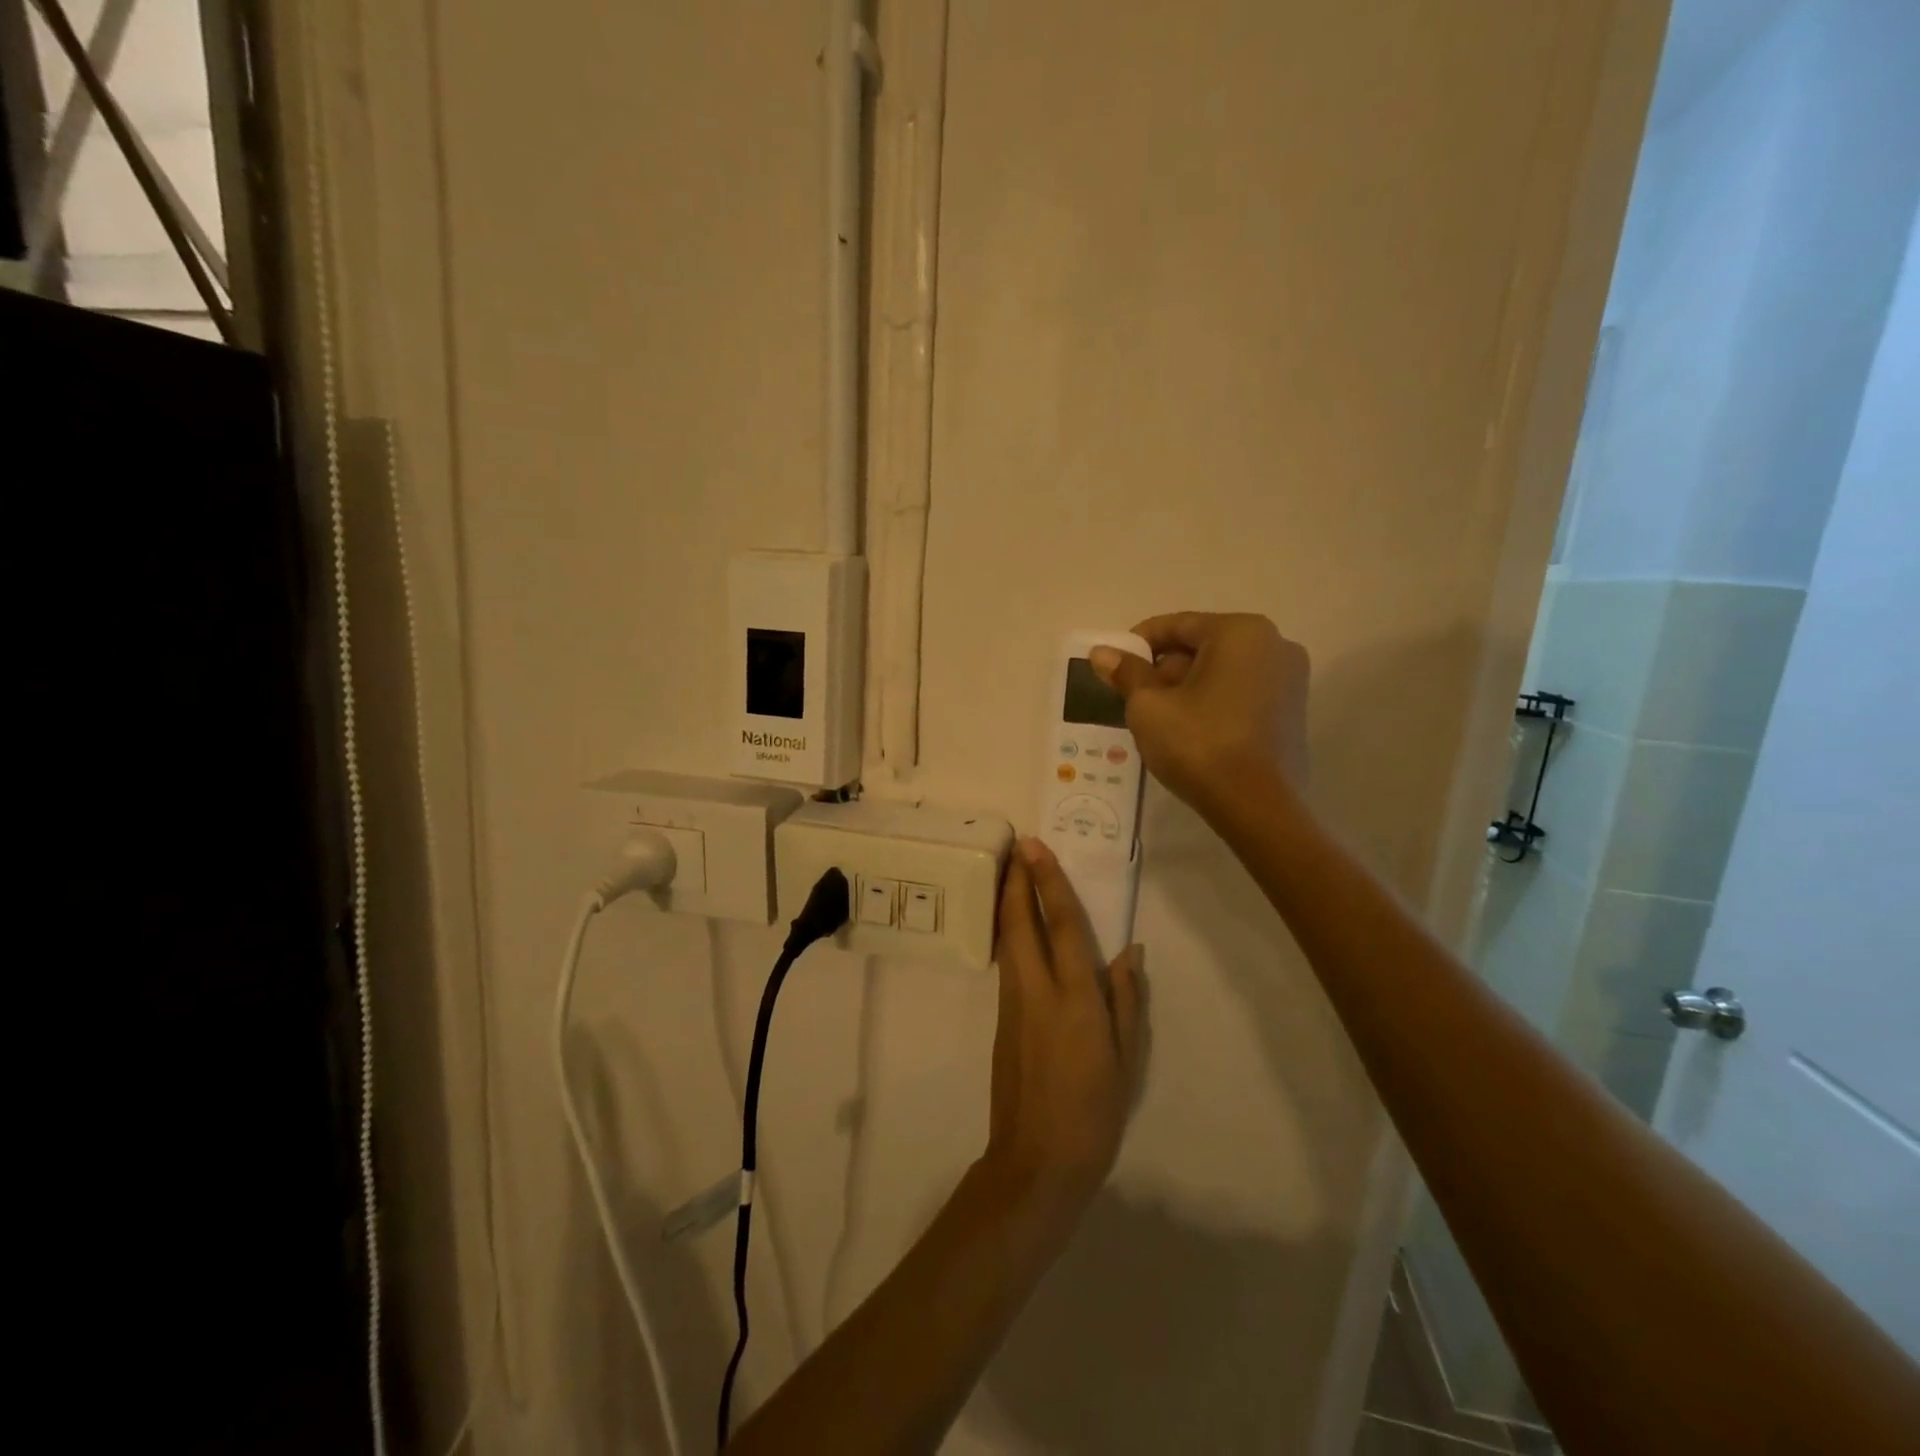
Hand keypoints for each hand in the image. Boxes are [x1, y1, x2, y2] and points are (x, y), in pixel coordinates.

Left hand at [985, 839, 1145, 1212]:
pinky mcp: (1001, 1020)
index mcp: (1075, 999)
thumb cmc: (1094, 1113)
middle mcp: (1037, 991)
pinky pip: (1007, 963)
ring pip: (1007, 940)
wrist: (1036, 1162)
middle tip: (1016, 847)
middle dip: (1016, 881)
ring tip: (1013, 874)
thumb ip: (1125, 1001)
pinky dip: (1009, 934)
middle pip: (1020, 923)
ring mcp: (1013, 1004)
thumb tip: (1128, 952)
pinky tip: (1016, 927)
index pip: (1062, 926)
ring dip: (1008, 903)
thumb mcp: (1126, 1060)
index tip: (1037, 849)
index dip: (1049, 883)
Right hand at [1090, 611, 1309, 819]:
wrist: (1256, 806)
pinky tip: (1191, 730)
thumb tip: (1102, 653)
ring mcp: (1290, 678)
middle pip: (1202, 646)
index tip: (1114, 667)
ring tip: (1159, 718)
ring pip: (1223, 670)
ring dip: (1188, 686)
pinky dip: (1214, 701)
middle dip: (1165, 668)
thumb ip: (1126, 673)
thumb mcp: (1149, 706)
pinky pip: (1242, 692)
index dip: (1138, 644)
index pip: (1177, 625)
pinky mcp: (1294, 711)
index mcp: (1240, 632)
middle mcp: (1274, 644)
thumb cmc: (1198, 744)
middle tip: (1134, 697)